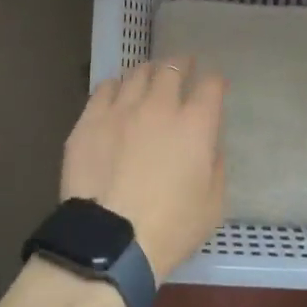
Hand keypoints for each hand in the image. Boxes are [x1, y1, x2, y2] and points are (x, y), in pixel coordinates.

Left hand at [60, 60, 227, 280]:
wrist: (110, 241)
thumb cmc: (170, 228)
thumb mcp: (213, 205)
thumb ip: (215, 165)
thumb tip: (208, 144)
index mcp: (195, 124)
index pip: (210, 86)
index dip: (214, 82)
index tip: (215, 85)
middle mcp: (159, 106)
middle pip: (172, 69)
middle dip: (182, 64)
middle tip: (183, 66)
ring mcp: (121, 109)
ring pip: (137, 73)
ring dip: (149, 72)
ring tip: (149, 76)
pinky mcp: (90, 119)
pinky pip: (105, 88)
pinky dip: (116, 86)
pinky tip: (117, 93)